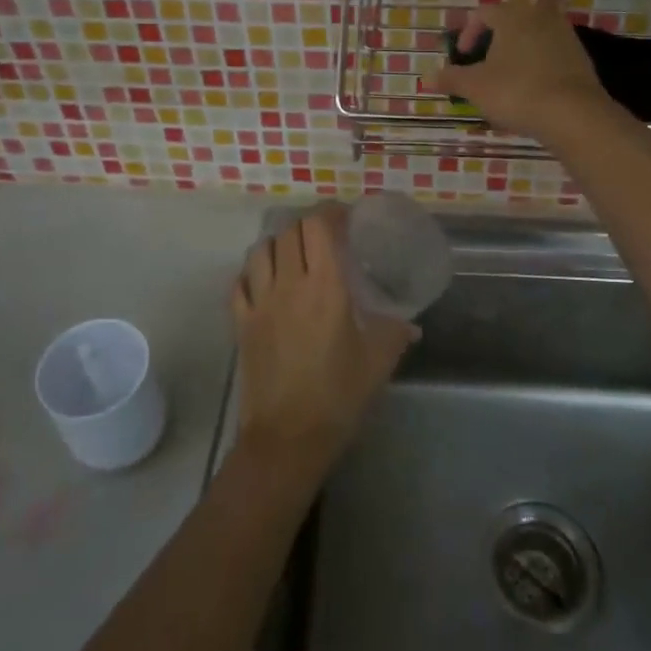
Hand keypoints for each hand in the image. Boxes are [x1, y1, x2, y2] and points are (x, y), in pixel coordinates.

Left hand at [229, 204, 416, 475]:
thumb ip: (395, 334)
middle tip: (325, 237)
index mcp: (326, 288)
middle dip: (308, 226)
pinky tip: (265, 283)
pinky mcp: (241, 324)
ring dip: (278, 244)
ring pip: (260, 251)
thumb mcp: (378, 362)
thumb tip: (411, 325)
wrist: (287, 437)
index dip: (331, 212)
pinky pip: (240, 283)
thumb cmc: (338, 396)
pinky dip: (251, 273)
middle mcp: (289, 285)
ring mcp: (260, 303)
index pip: (319, 227)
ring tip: (294, 254)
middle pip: (290, 232)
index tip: (345, 217)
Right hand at [429, 0, 613, 141]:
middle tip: (484, 62)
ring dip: (518, 49)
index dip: (467, 34)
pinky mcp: (580, 56)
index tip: (462, 57)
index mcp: (511, 15)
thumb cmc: (516, 92)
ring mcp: (564, 34)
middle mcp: (539, 16)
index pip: (483, 13)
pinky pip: (551, 51)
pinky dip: (538, 62)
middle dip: (495, 38)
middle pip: (511, 19)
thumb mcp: (475, 87)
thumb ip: (450, 78)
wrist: (573, 114)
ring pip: (534, 34)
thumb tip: (426, 76)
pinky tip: (532, 87)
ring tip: (507, 75)